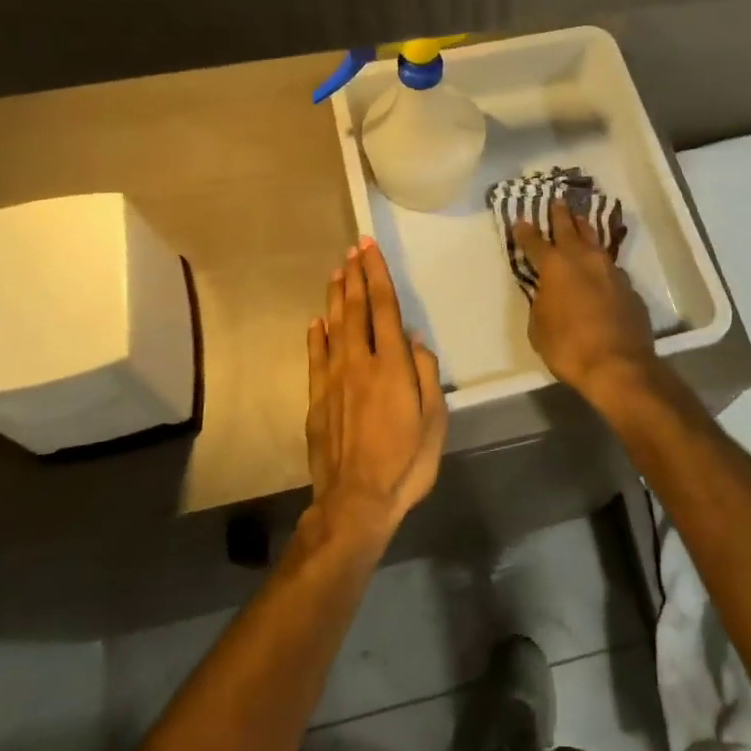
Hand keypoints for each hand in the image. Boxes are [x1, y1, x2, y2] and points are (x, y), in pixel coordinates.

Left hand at [304, 238, 447, 545]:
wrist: (356, 501)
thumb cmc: (406, 461)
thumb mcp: (434, 420)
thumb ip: (425, 373)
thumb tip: (413, 338)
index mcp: (391, 366)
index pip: (383, 307)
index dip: (377, 275)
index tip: (369, 248)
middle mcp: (359, 363)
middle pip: (356, 310)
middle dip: (355, 276)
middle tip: (352, 249)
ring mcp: (333, 380)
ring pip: (333, 327)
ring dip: (336, 298)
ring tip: (337, 272)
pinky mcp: (316, 400)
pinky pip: (315, 358)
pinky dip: (316, 336)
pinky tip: (316, 321)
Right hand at [512, 203, 657, 398]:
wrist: (618, 365)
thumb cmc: (568, 347)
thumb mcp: (539, 327)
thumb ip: (541, 302)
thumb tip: (548, 293)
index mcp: (555, 267)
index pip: (534, 242)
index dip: (525, 231)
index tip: (520, 220)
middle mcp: (583, 259)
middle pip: (570, 228)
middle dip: (560, 214)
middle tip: (557, 201)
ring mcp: (610, 270)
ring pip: (595, 241)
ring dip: (585, 229)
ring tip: (580, 220)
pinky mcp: (629, 287)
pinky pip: (611, 266)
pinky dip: (602, 262)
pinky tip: (601, 266)